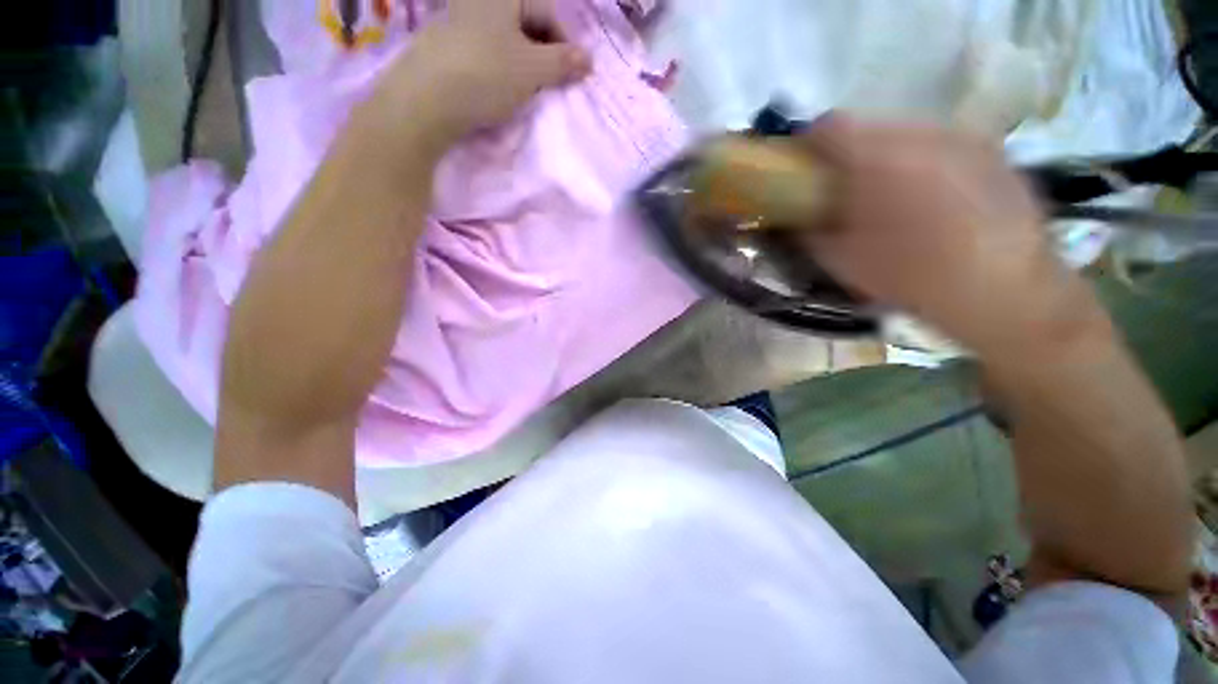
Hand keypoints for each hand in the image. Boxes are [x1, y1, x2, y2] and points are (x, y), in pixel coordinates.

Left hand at [364, 0, 591, 151]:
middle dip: (536, 52)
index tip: (571, 72)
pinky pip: (464, 57)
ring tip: (512, 93)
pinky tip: (479, 96)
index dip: (564, 42)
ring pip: (490, 42)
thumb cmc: (481, 77)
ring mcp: (440, 28)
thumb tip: (585, 59)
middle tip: (543, 82)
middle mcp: (469, 6)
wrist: (409, 112)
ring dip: (509, 64)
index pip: (546, 12)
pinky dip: (480, 72)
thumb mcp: (535, 70)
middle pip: (517, 25)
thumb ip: (565, 62)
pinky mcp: (421, 55)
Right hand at [799, 116, 1099, 354]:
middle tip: (876, 207)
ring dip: (906, 164)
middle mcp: (915, 128)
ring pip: (914, 138)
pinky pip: (951, 149)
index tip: (821, 186)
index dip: (815, 154)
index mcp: (878, 154)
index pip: (826, 127)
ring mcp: (959, 134)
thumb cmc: (938, 289)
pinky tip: (963, 212)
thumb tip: (803, 218)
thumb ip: (821, 236)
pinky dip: (944, 170)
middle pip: (872, 131)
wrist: (1022, 301)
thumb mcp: (863, 272)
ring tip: (926, 212)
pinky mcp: (991, 149)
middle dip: (864, 162)